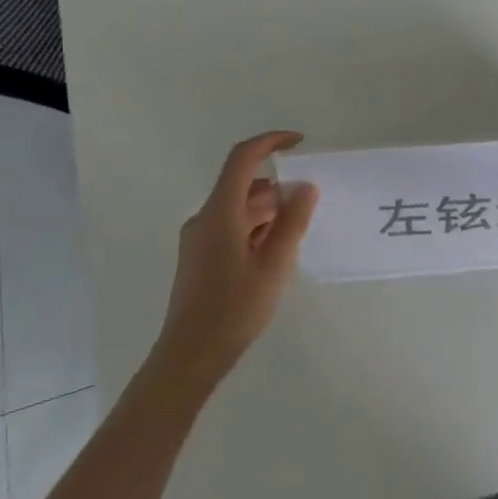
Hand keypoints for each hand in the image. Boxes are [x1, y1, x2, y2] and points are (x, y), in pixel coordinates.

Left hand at [151, 131, 319, 390]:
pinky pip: (230, 227)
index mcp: (220, 212)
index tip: (299, 143)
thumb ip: (292, 222)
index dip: (271, 142)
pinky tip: (273, 256)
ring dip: (267, 213)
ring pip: (238, 209)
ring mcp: (198, 238)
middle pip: (243, 186)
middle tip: (308, 209)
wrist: (189, 357)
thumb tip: (305, 187)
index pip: (243, 158)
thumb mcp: (274, 264)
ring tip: (294, 238)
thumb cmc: (234, 309)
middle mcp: (205, 217)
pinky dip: (254, 229)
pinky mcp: (199, 257)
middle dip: (277, 189)